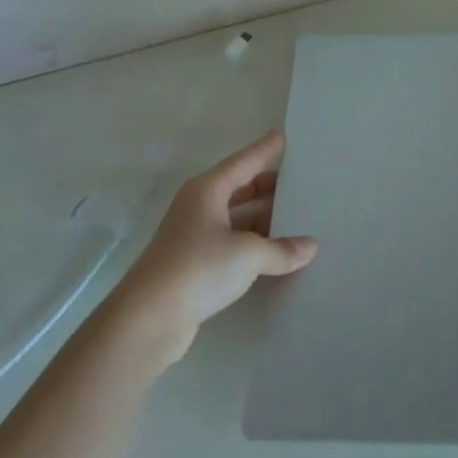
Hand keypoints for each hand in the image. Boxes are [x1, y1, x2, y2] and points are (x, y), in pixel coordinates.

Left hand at [105, 130, 317, 365]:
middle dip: (270, 187)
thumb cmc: (198, 269)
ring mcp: (195, 236)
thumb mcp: (248, 255)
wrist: (146, 321)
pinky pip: (232, 243)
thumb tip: (311, 247)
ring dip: (263, 219)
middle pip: (241, 188)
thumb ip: (282, 249)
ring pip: (237, 218)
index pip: (245, 161)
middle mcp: (200, 206)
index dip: (266, 149)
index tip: (285, 136)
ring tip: (298, 218)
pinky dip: (253, 244)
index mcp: (208, 190)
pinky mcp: (194, 264)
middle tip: (303, 183)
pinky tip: (275, 252)